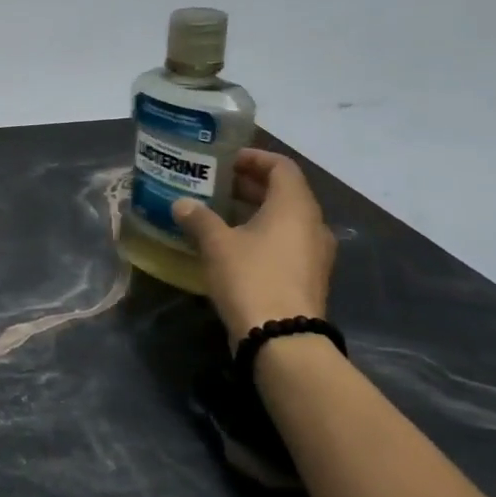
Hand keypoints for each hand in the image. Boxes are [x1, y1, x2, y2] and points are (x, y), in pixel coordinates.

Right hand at [172, 150, 336, 345]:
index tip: (226, 160)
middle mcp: (312, 224)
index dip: (254, 158)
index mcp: (295, 206)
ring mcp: (314, 253)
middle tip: (215, 184)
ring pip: (284, 219)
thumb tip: (181, 204)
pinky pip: (285, 242)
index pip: (281, 166)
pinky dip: (261, 234)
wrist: (282, 338)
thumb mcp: (216, 244)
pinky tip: (232, 245)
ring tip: (219, 212)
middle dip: (249, 184)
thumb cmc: (251, 278)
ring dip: (254, 211)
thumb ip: (199, 218)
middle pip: (284, 192)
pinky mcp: (307, 277)